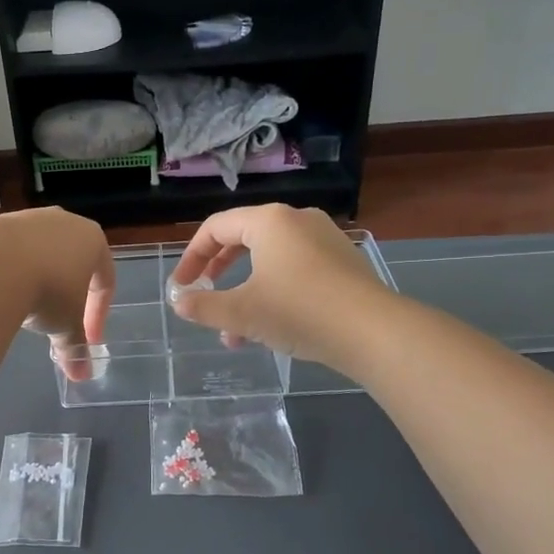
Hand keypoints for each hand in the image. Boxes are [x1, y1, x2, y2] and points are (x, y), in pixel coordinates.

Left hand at [0, 209, 114, 377]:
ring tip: (26, 311)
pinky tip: (1, 294)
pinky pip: (11, 253)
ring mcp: (29, 218)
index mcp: (93, 240)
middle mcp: (64, 221)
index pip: (105, 280)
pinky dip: (11, 274)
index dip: (98, 314)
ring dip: (38, 283)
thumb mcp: (66, 324)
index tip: (87, 340)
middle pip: (73, 263)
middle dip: (67, 296)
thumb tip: (82, 376)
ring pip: (41, 255)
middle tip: (57, 323)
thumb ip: (75, 347)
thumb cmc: (47, 290)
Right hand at [167, 204, 392, 368]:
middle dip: (219, 273)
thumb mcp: (242, 312)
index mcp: (269, 221)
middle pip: (244, 239)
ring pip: (270, 261)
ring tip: (234, 332)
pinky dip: (274, 293)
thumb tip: (179, 303)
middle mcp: (297, 220)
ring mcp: (324, 240)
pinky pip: (296, 271)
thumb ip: (204, 306)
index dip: (192, 256)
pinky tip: (269, 330)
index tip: (180, 285)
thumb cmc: (298, 311)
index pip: (216, 227)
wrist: (374, 332)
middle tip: (202, 294)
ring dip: (246, 292)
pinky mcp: (343, 263)